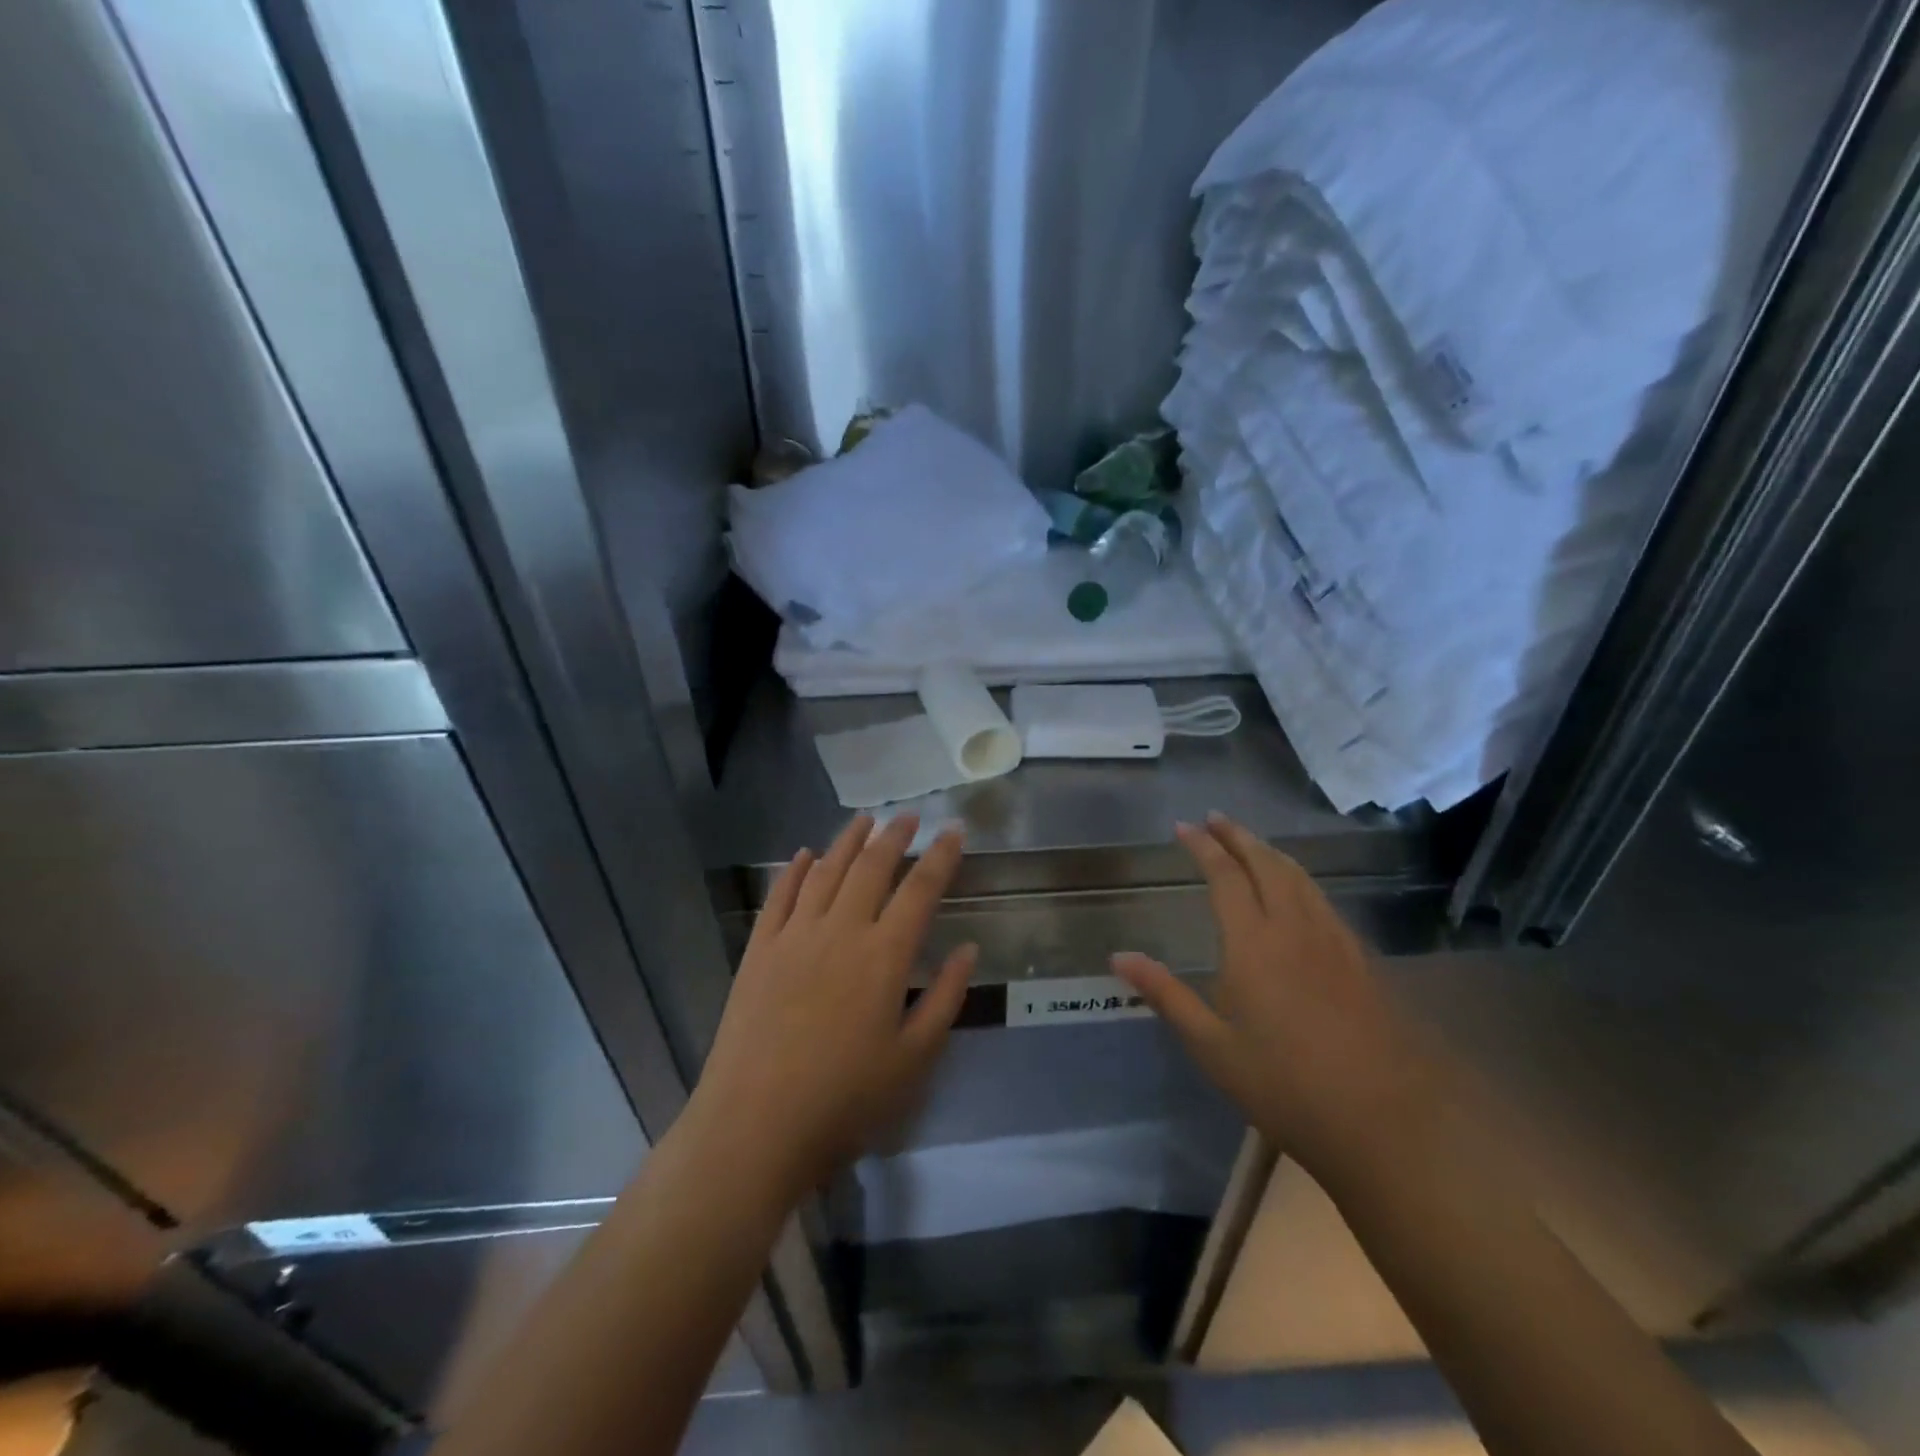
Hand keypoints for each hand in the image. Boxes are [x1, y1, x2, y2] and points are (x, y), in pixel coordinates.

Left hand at [689, 813, 976, 1199]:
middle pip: (872, 867)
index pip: (921, 890)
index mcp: (884, 955)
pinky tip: (804, 856)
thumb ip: (945, 998)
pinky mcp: (759, 950)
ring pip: (826, 871)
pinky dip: (794, 870)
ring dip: (848, 841)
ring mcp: (794, 936)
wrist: (754, 1125)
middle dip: (895, 836)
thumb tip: (968, 949)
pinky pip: (779, 896)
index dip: (941, 856)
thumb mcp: (914, 1059)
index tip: (954, 830)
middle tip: (910, 816)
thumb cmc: (845, 1099)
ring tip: (865, 821)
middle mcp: (841, 930)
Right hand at [1114, 813, 1445, 1186]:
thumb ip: (1166, 995)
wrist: (1387, 1121)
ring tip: (1250, 843)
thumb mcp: (1213, 1047)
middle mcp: (1294, 928)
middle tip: (1216, 818)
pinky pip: (1322, 899)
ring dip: (1270, 852)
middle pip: (1267, 864)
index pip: (1226, 877)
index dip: (1204, 847)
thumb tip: (1119, 957)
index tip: (1184, 826)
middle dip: (1239, 836)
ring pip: (1300, 878)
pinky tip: (1297, 892)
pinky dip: (1299, 878)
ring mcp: (1333, 941)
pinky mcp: (1360, 960)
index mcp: (1253, 944)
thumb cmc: (1286, 1086)